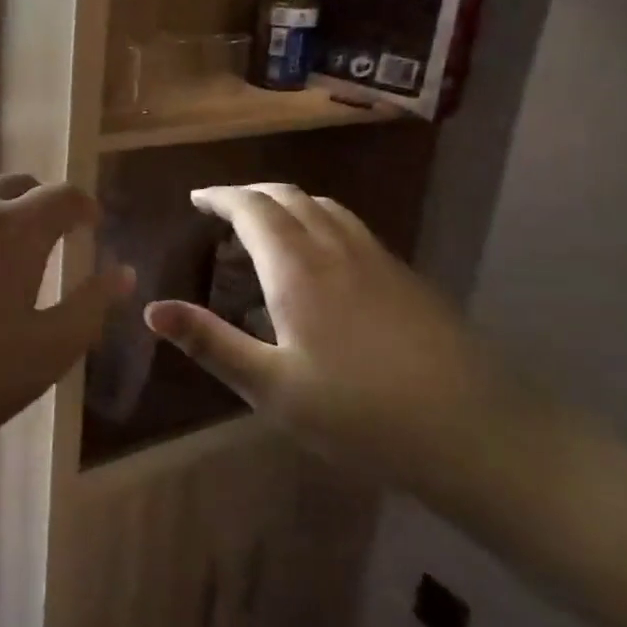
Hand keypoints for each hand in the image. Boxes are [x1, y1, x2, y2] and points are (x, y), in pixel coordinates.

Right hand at [143, 184, 502, 485]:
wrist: (476, 431)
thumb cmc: (360, 413)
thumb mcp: (272, 387)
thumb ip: (211, 343)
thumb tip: (151, 310)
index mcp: (297, 268)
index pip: (252, 209)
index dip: (220, 197)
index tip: (196, 199)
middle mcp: (337, 248)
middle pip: (289, 197)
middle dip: (250, 194)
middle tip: (222, 208)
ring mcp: (378, 259)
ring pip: (324, 207)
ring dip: (287, 203)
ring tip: (267, 225)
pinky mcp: (406, 277)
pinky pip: (350, 227)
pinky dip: (319, 222)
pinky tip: (322, 259)